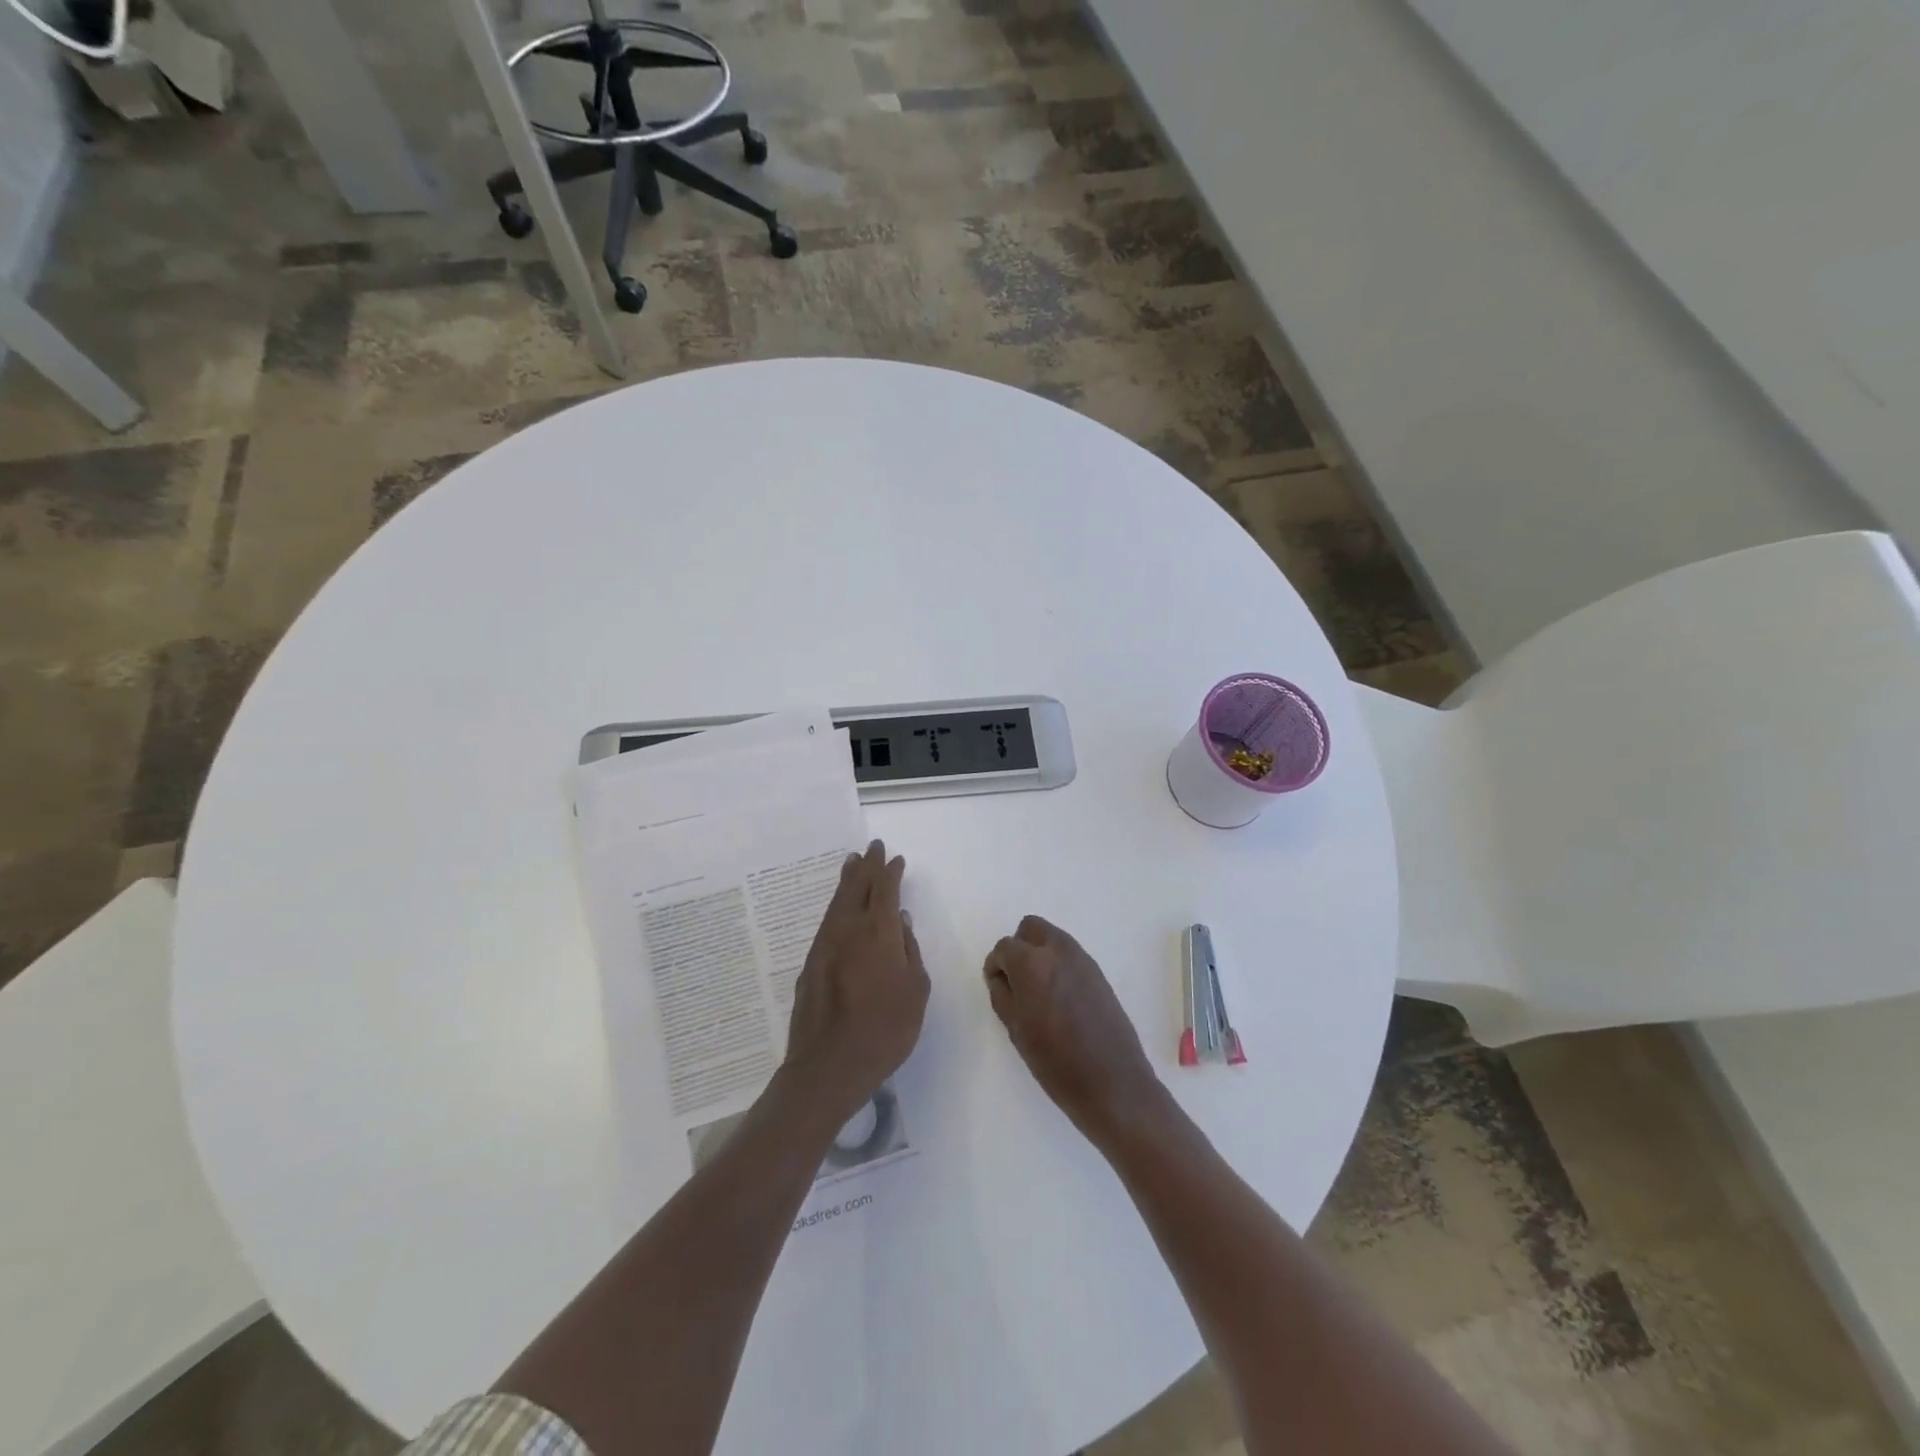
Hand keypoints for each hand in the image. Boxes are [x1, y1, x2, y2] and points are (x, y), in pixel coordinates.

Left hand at [784, 840, 930, 1127]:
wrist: (829, 1065)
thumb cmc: (885, 1029)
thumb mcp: (915, 991)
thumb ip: (910, 951)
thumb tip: (903, 923)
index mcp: (879, 932)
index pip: (886, 890)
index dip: (891, 872)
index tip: (895, 858)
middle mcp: (849, 929)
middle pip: (857, 887)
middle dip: (867, 866)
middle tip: (871, 848)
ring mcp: (825, 945)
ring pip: (837, 902)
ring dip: (847, 880)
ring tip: (852, 864)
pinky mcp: (811, 963)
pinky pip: (827, 921)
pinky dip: (836, 905)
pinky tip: (839, 908)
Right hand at [984, 917, 1164, 1148]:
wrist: (1113, 1084)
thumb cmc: (1056, 1063)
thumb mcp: (1017, 1031)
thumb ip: (1002, 995)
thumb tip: (1000, 976)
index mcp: (1032, 963)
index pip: (1004, 947)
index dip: (996, 966)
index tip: (998, 987)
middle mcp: (1058, 951)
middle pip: (1031, 928)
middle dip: (1019, 948)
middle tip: (1017, 981)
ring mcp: (1083, 960)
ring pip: (1053, 938)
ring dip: (1040, 954)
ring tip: (1039, 992)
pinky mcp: (1100, 973)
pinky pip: (1071, 955)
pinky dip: (1059, 965)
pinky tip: (1061, 999)